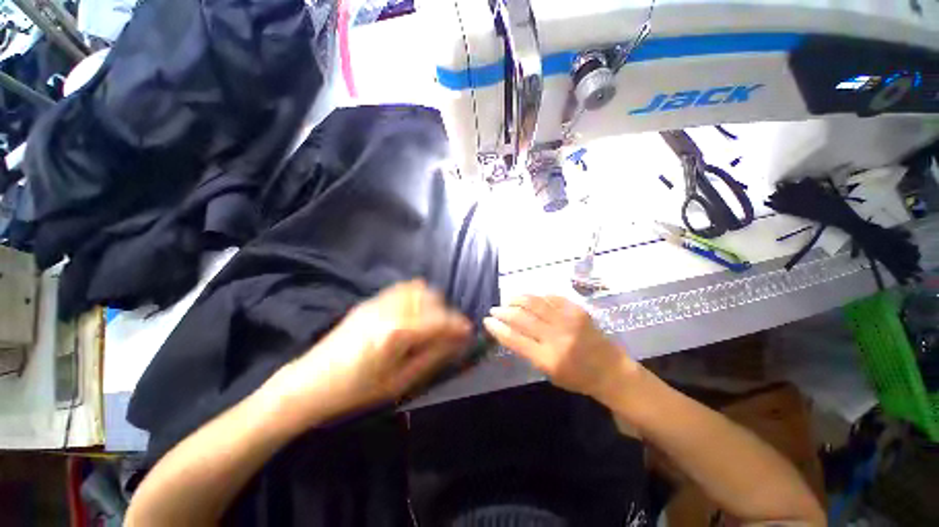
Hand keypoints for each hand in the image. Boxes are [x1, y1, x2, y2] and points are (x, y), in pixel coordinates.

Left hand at [275, 280, 471, 423]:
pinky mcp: (370, 301)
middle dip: (446, 313)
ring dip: (432, 302)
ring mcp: (378, 301)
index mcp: (397, 333)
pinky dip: (416, 296)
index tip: (469, 332)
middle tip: (448, 332)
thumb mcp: (399, 382)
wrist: (309, 383)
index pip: (440, 320)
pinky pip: (402, 289)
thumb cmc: (355, 391)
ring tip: (431, 322)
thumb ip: (432, 357)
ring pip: (419, 289)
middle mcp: (390, 309)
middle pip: (432, 298)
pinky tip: (413, 314)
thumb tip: (457, 342)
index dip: (459, 325)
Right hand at [483, 295, 636, 401]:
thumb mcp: (548, 373)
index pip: (514, 339)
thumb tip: (509, 331)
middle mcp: (556, 337)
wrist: (611, 371)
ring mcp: (568, 320)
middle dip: (503, 311)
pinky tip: (529, 298)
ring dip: (516, 299)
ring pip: (534, 302)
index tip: (487, 321)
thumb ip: (528, 351)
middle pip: (522, 318)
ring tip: (508, 300)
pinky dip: (536, 297)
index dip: (497, 328)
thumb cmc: (577, 378)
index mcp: (548, 358)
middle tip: (494, 309)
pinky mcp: (577, 310)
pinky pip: (551, 297)